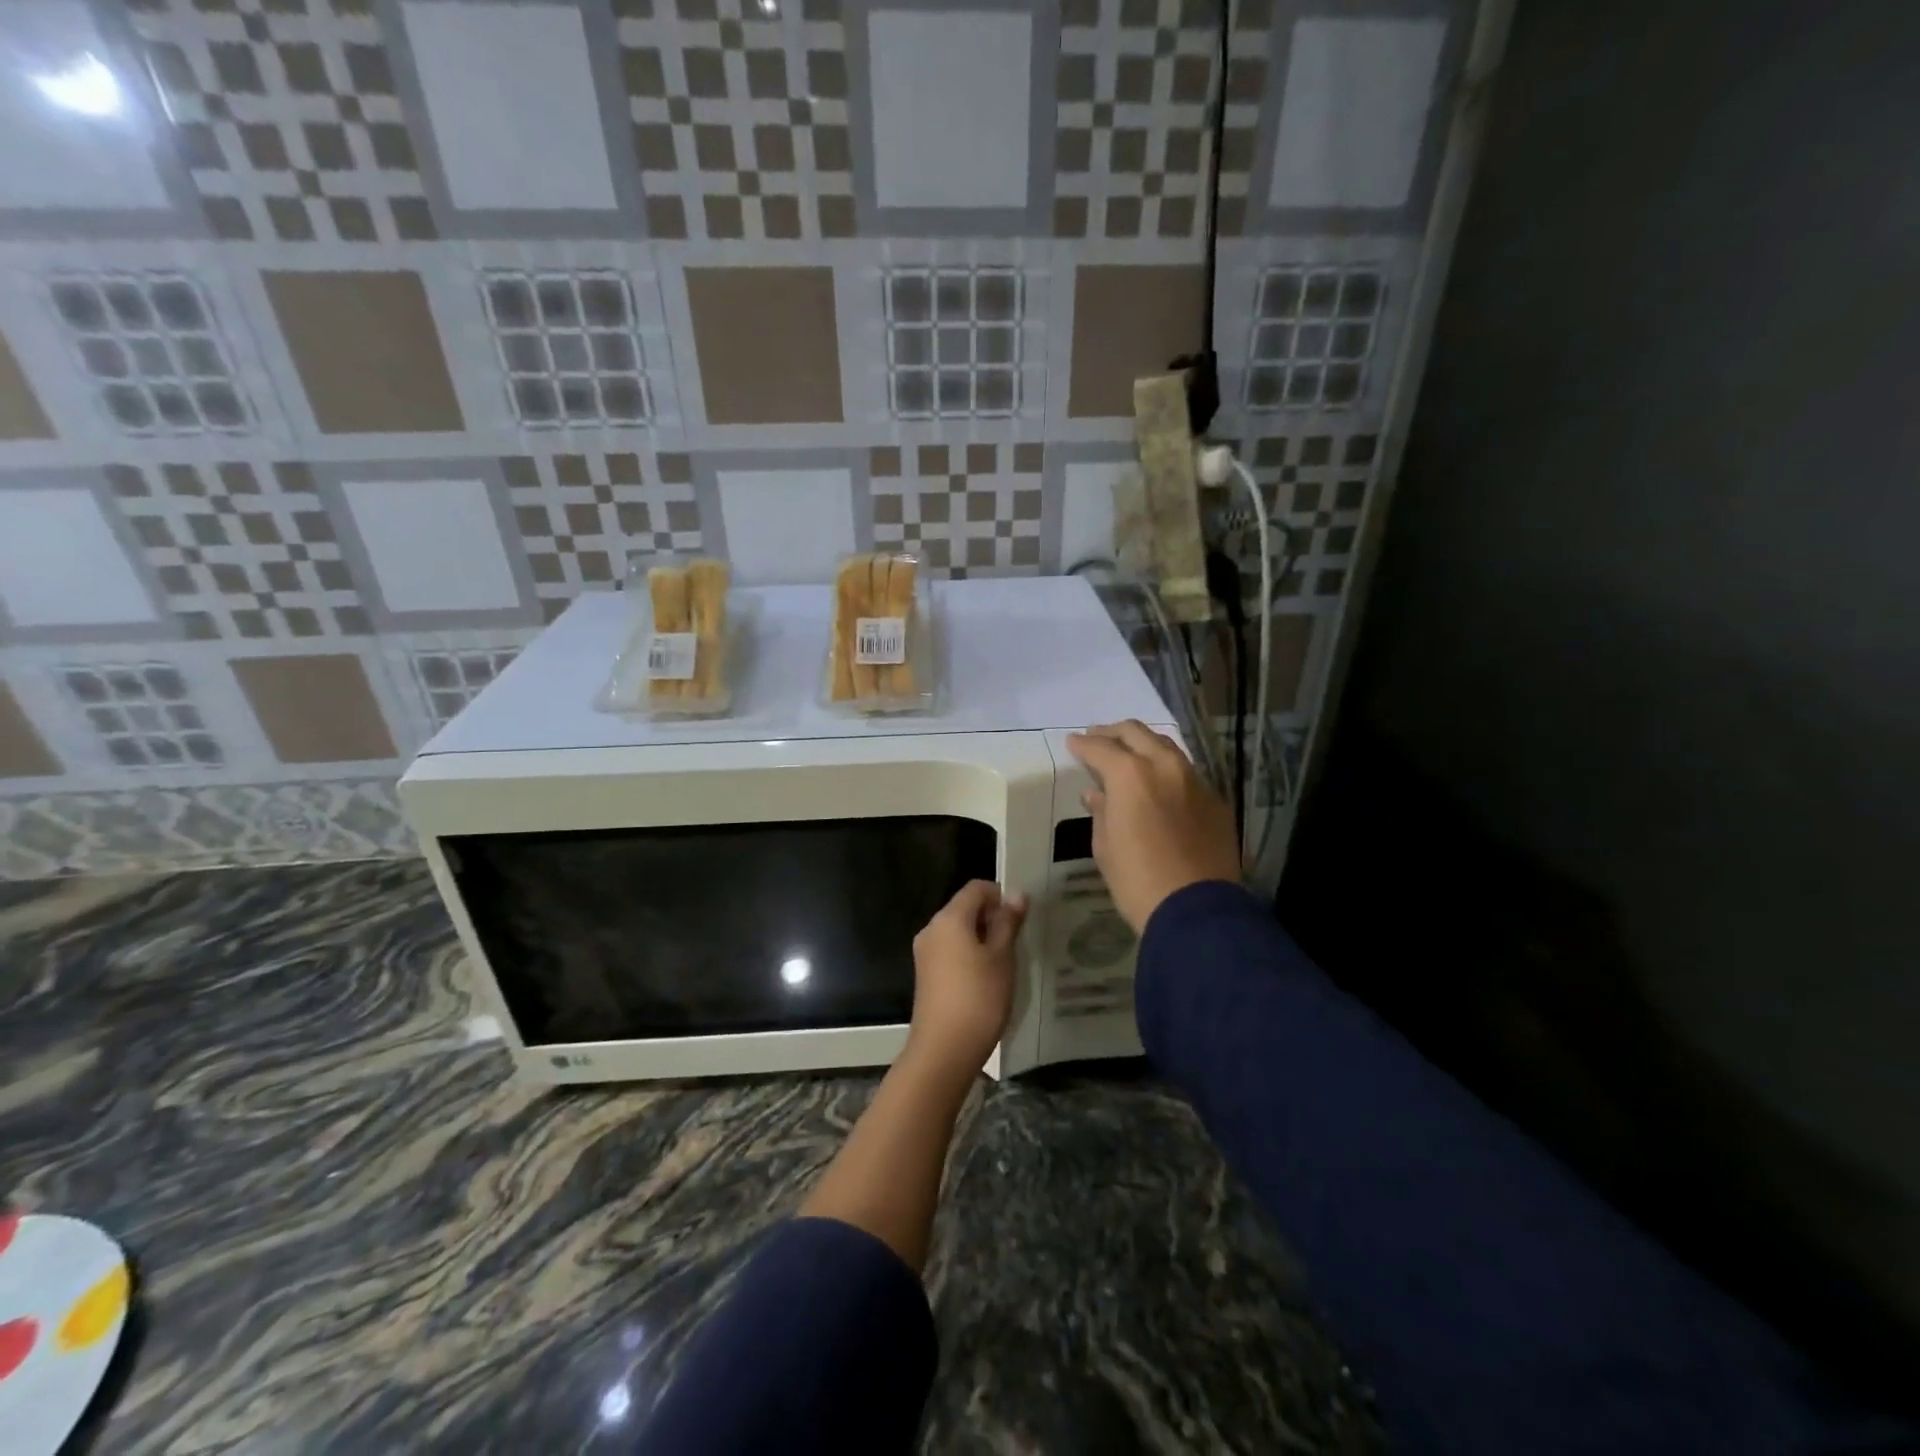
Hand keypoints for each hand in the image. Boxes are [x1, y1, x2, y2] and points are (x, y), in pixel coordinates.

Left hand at [906, 880, 1026, 1080]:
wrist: (944, 1050)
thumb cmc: (978, 998)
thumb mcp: (1001, 958)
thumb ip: (1008, 923)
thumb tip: (1017, 895)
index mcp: (949, 918)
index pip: (976, 888)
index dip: (1000, 895)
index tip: (1020, 918)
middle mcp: (931, 929)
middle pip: (964, 908)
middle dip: (992, 918)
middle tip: (1017, 942)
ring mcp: (925, 953)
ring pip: (958, 931)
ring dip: (982, 939)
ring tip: (1005, 963)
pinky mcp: (926, 975)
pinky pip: (950, 951)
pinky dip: (969, 955)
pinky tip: (986, 979)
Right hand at [1068, 721, 1240, 932]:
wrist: (1196, 910)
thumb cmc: (1137, 880)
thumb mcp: (1105, 847)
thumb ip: (1101, 812)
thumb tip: (1098, 794)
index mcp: (1131, 775)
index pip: (1100, 747)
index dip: (1082, 745)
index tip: (1072, 743)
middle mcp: (1165, 767)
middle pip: (1136, 732)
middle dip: (1113, 732)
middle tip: (1098, 738)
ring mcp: (1195, 781)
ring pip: (1166, 747)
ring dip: (1144, 746)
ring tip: (1129, 755)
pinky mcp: (1216, 801)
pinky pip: (1187, 774)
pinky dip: (1167, 772)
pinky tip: (1160, 786)